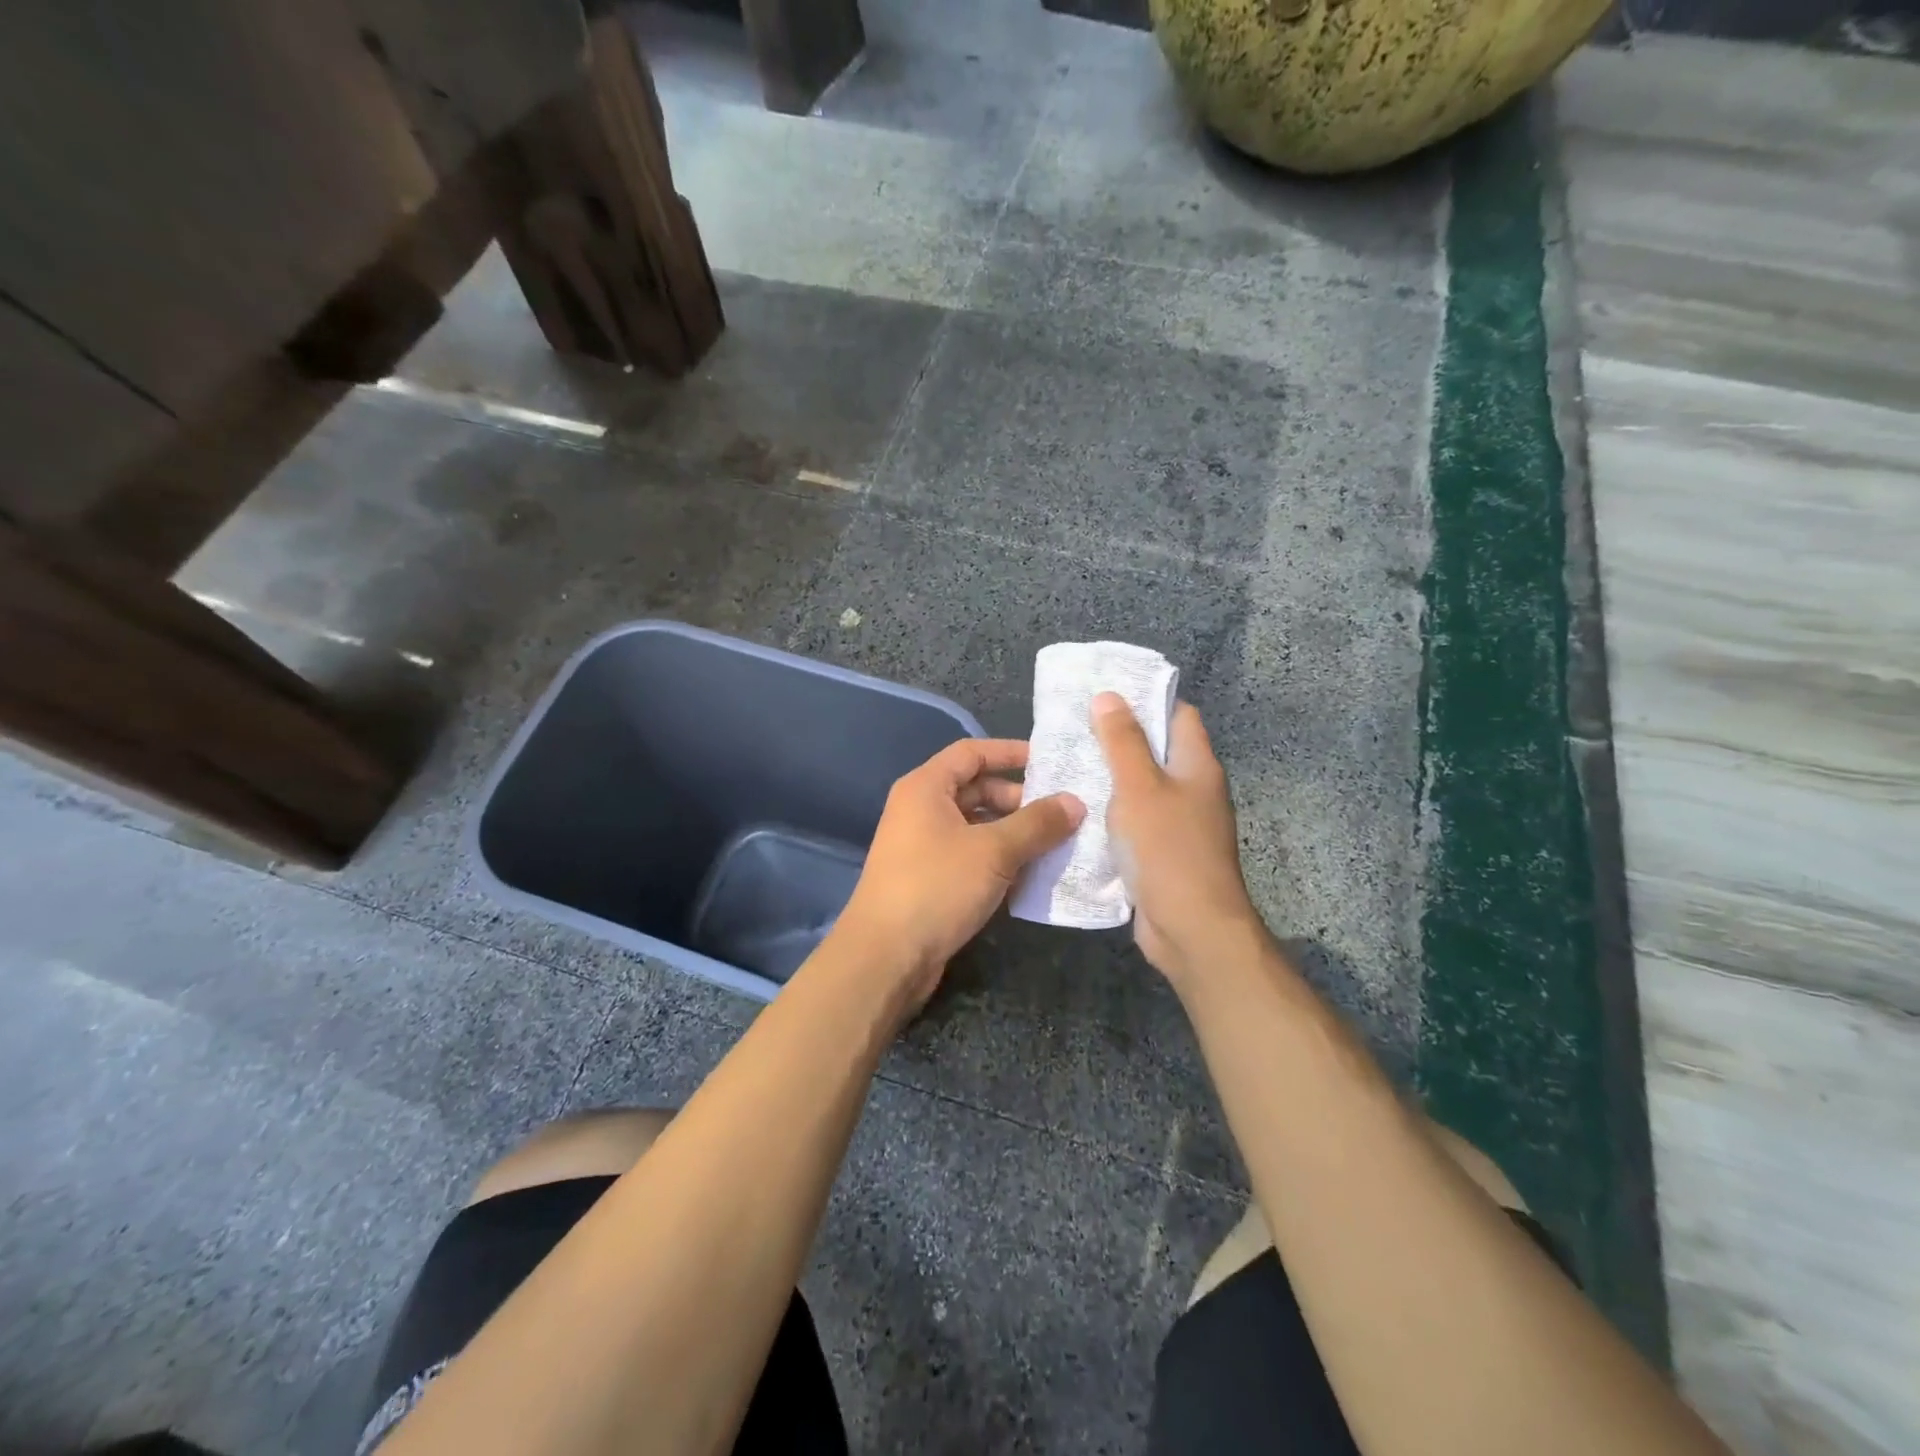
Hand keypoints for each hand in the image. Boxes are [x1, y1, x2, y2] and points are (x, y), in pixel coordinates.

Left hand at [832, 738, 1083, 1012]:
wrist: (885, 957)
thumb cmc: (937, 887)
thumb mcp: (994, 851)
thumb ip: (1037, 824)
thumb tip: (1075, 802)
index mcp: (926, 788)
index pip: (972, 753)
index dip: (1011, 753)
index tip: (1050, 764)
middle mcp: (920, 810)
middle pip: (976, 790)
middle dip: (1019, 800)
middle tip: (1061, 815)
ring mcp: (923, 846)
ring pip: (976, 827)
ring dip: (1013, 834)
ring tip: (1055, 846)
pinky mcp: (929, 879)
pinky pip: (971, 857)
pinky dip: (999, 860)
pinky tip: (1030, 877)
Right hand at [1091, 692, 1265, 983]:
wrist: (1192, 928)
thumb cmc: (1168, 848)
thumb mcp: (1139, 787)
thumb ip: (1123, 742)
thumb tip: (1109, 696)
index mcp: (1197, 766)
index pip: (1178, 715)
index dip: (1146, 699)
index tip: (1106, 693)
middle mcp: (1193, 790)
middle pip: (1157, 751)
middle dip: (1118, 739)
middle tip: (1074, 728)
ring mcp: (1179, 825)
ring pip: (1141, 789)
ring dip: (1109, 779)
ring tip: (1066, 764)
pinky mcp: (1162, 854)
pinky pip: (1134, 823)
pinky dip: (1110, 815)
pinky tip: (1077, 812)